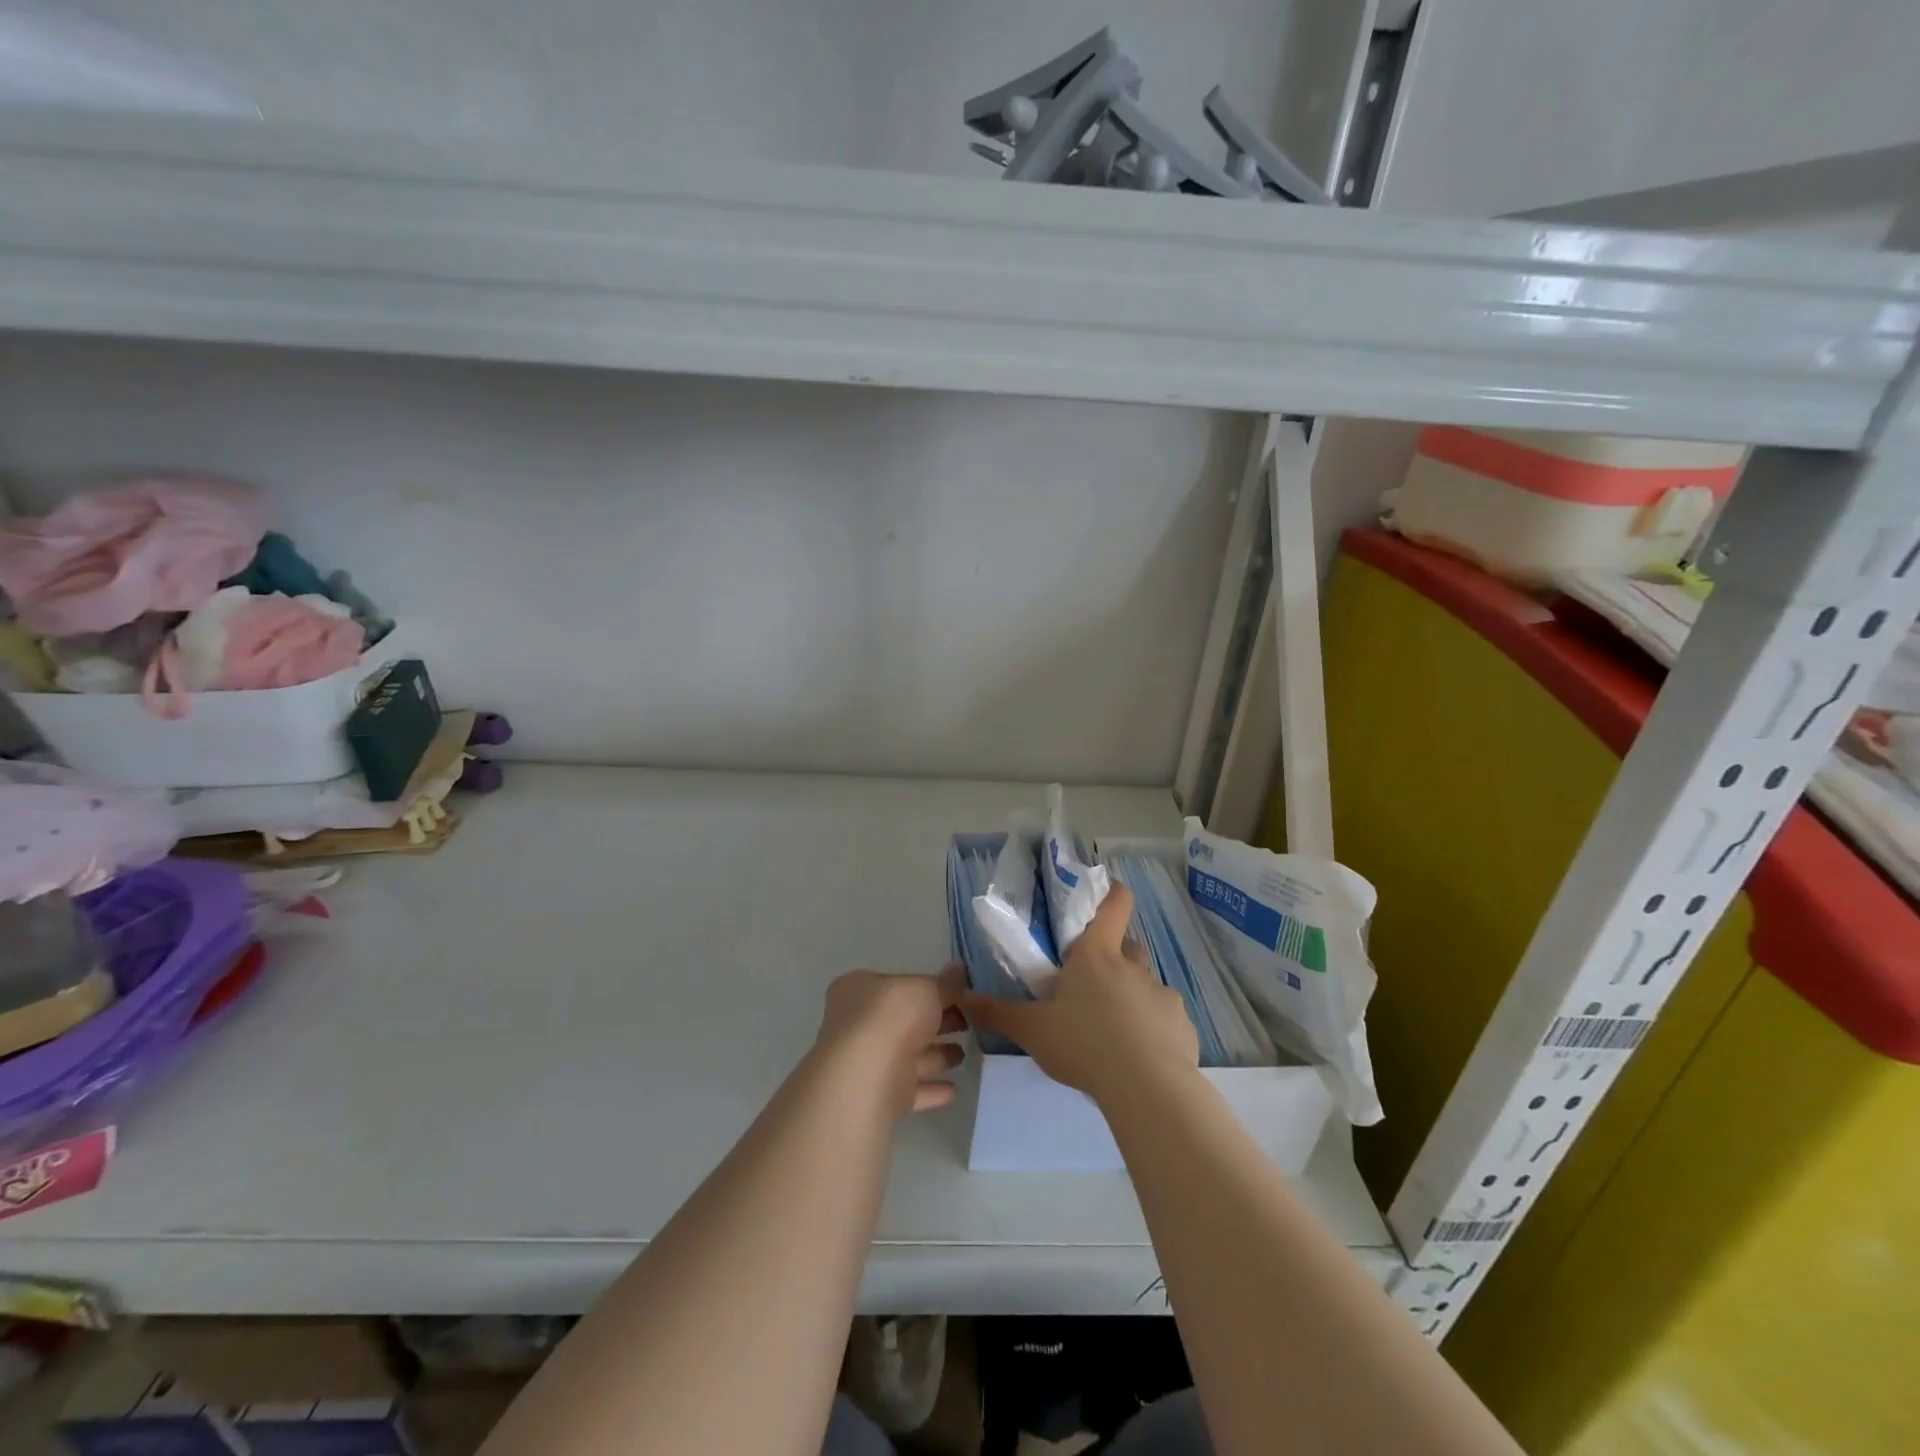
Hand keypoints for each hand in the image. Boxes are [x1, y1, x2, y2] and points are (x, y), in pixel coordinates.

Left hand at [815, 963, 968, 1115]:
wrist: (866, 1078)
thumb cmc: (891, 1017)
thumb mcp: (926, 989)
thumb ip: (946, 984)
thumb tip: (959, 968)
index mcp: (860, 990)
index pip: (898, 984)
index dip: (928, 988)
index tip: (958, 995)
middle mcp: (858, 1024)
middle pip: (905, 1021)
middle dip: (936, 1023)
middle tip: (968, 1023)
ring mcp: (868, 1063)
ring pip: (908, 1056)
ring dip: (935, 1056)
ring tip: (963, 1054)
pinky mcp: (879, 1097)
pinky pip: (910, 1089)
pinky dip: (930, 1089)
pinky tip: (953, 1089)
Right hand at [964, 884, 1197, 1105]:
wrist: (1147, 1089)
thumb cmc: (1084, 1045)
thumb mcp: (1032, 1030)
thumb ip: (998, 1012)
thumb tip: (964, 997)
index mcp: (1097, 957)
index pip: (1114, 905)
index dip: (1111, 893)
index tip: (1105, 892)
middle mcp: (1133, 967)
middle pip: (1127, 947)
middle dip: (1112, 959)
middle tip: (1090, 985)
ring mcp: (1162, 995)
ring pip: (1145, 986)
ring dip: (1131, 998)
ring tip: (1112, 1032)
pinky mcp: (1181, 1026)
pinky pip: (1163, 1020)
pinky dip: (1152, 1030)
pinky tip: (1138, 1058)